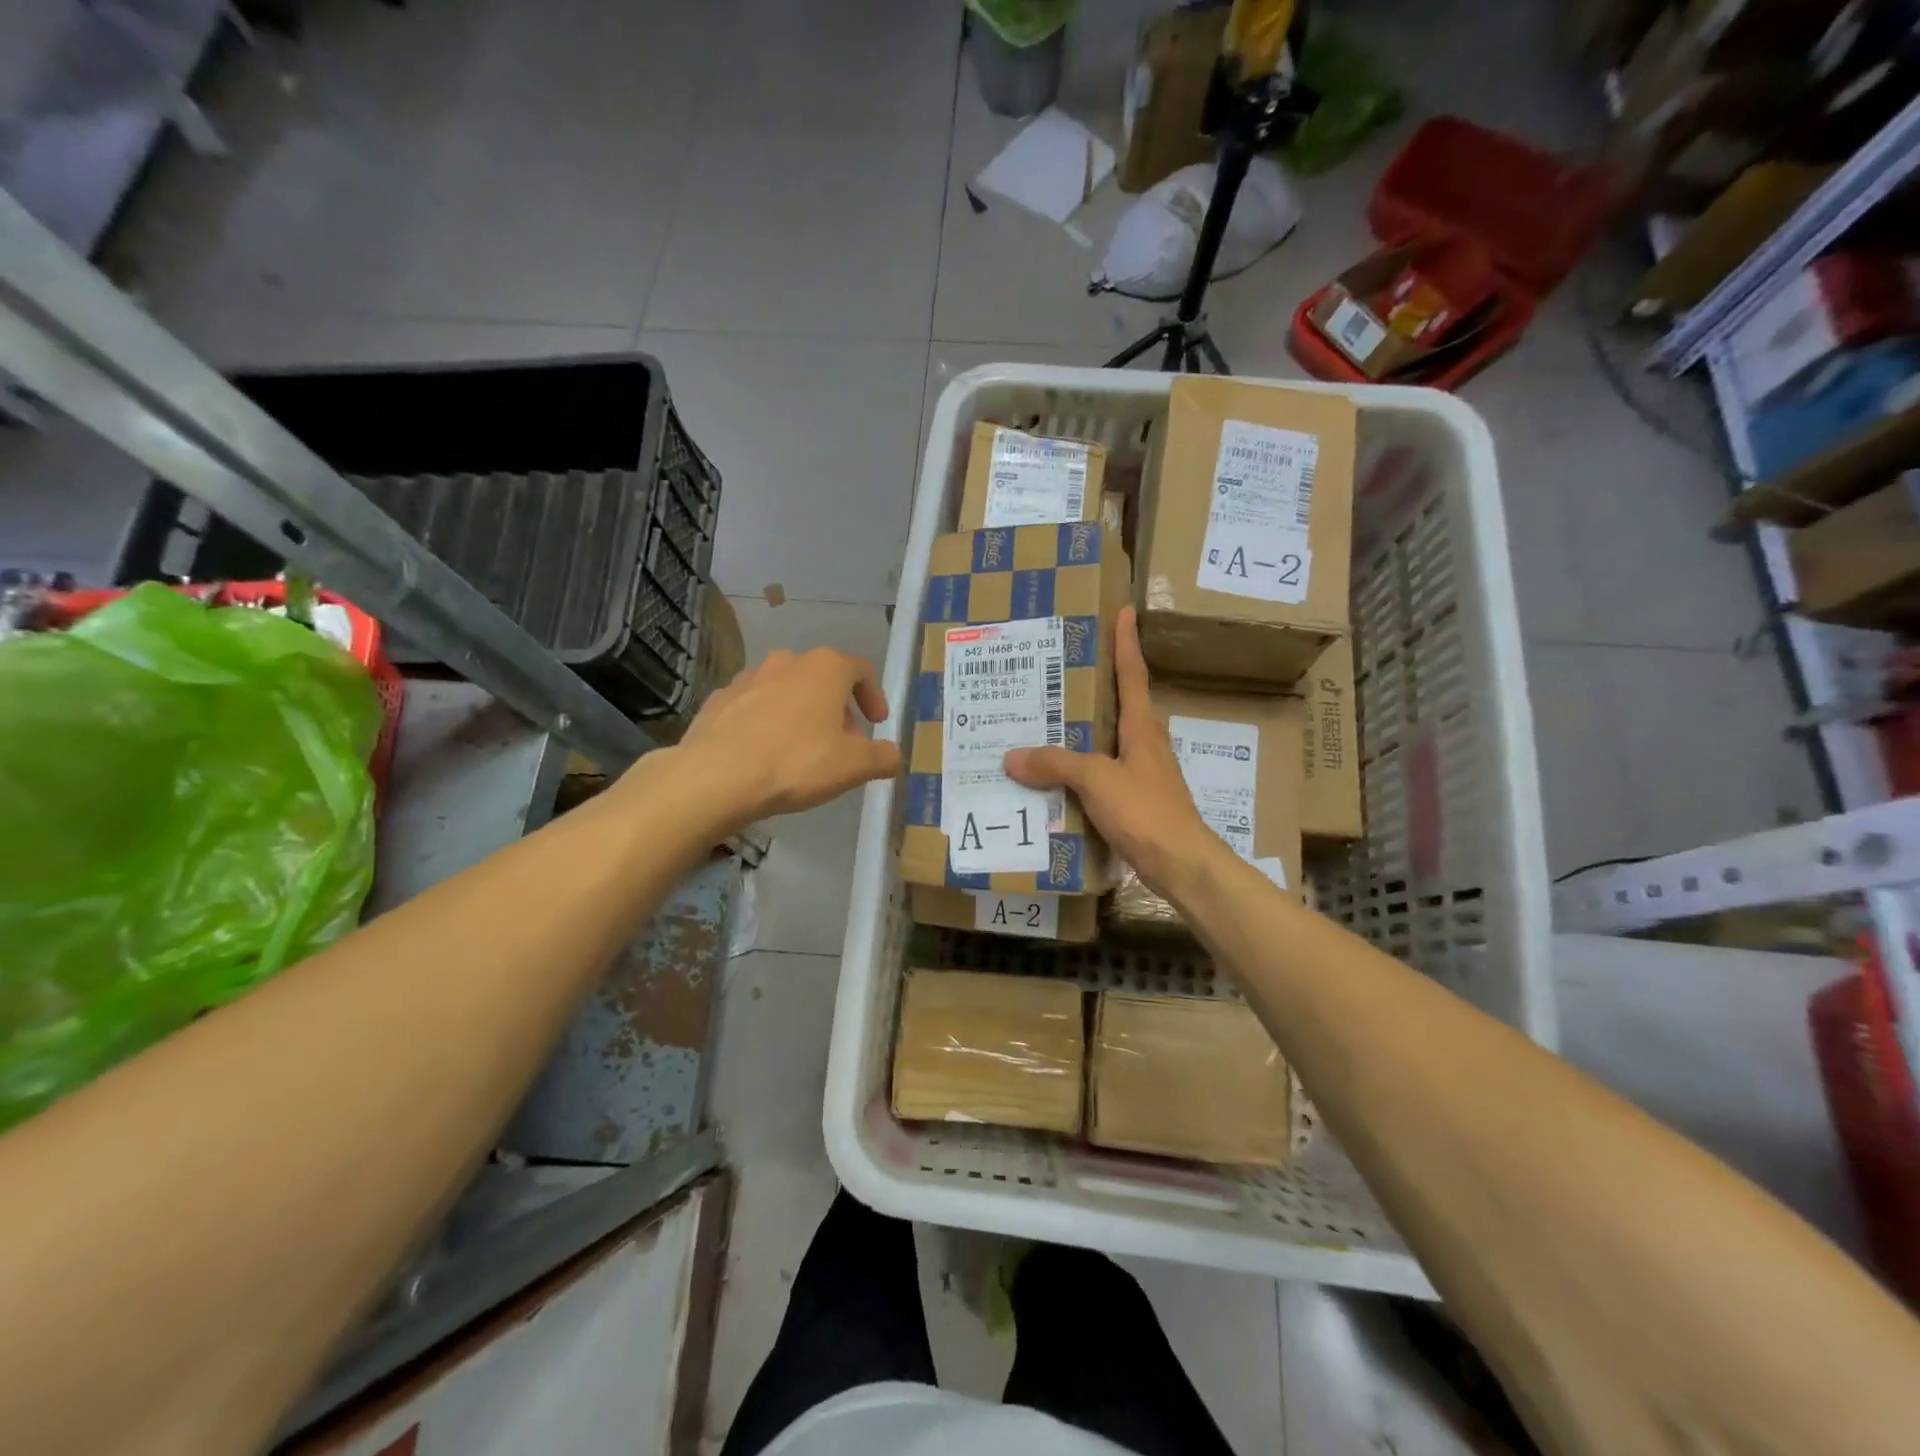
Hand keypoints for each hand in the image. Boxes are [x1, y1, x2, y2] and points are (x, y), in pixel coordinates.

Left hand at [676, 647, 899, 821]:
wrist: (717, 776)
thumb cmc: (796, 763)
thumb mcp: (854, 766)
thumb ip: (882, 757)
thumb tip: (893, 755)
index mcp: (825, 668)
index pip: (861, 670)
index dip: (873, 696)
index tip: (877, 723)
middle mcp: (787, 662)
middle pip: (822, 680)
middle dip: (837, 710)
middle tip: (841, 745)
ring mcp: (748, 678)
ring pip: (786, 691)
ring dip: (800, 714)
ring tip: (802, 751)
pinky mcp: (718, 700)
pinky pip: (753, 707)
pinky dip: (765, 724)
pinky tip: (764, 755)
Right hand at [1005, 605, 1220, 893]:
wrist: (1182, 865)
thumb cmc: (1146, 811)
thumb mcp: (1097, 780)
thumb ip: (1056, 764)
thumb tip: (1012, 756)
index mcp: (1142, 727)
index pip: (1132, 673)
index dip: (1126, 641)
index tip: (1124, 610)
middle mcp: (1145, 744)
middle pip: (1119, 704)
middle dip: (1094, 683)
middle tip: (1058, 666)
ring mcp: (1142, 774)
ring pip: (1107, 741)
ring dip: (1082, 729)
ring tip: (1045, 719)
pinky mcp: (1135, 802)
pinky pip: (1100, 774)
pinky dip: (1078, 769)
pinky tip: (1053, 777)